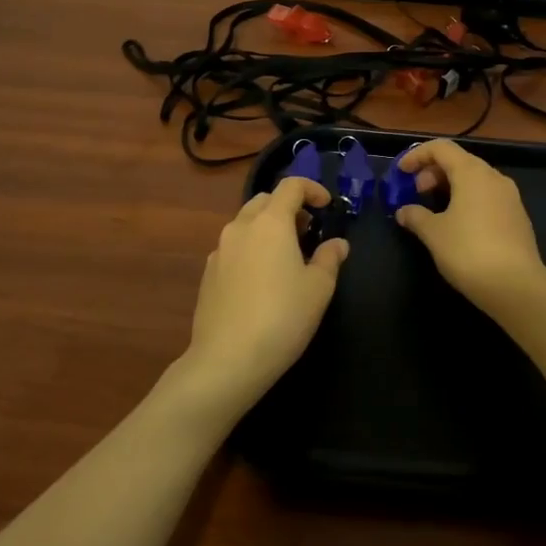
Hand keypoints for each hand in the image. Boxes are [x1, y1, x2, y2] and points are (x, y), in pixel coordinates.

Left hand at [179, 177, 348, 412]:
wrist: (227, 359)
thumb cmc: (283, 317)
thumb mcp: (319, 288)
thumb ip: (329, 258)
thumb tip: (337, 243)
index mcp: (270, 222)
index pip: (291, 186)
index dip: (312, 189)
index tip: (327, 206)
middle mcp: (240, 227)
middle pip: (264, 200)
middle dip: (288, 207)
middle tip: (308, 230)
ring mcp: (219, 250)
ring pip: (245, 224)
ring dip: (267, 228)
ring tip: (286, 255)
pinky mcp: (208, 274)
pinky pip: (233, 248)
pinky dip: (251, 249)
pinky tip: (261, 280)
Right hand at [394, 140, 545, 313]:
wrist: (517, 287)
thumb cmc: (469, 252)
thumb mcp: (434, 234)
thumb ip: (415, 216)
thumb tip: (404, 211)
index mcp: (472, 173)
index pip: (441, 148)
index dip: (417, 155)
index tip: (400, 172)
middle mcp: (494, 177)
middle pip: (459, 161)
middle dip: (433, 172)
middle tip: (417, 192)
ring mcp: (510, 197)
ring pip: (475, 180)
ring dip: (451, 186)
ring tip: (435, 209)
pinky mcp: (517, 217)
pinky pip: (487, 197)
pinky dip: (467, 200)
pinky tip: (458, 224)